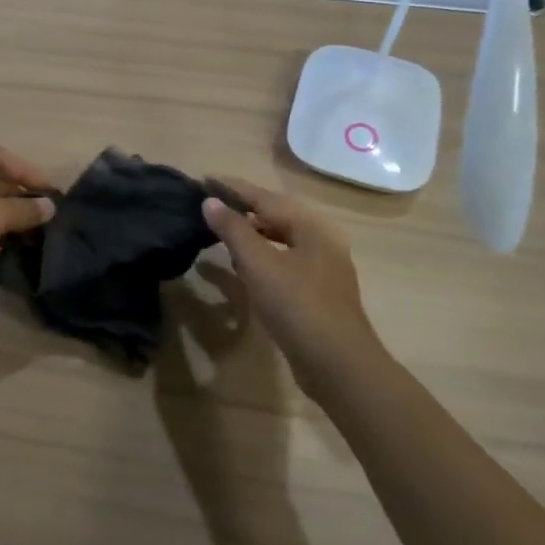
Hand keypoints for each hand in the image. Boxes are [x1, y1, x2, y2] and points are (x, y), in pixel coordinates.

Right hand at [201, 177, 383, 399]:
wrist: (338, 365)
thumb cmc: (297, 305)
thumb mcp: (259, 264)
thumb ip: (234, 230)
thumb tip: (210, 202)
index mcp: (312, 227)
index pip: (265, 198)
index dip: (234, 188)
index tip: (206, 179)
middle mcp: (322, 241)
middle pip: (277, 216)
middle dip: (244, 208)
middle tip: (212, 203)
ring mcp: (323, 269)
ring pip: (282, 240)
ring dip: (252, 233)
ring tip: (223, 231)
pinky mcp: (319, 294)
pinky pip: (285, 262)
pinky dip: (262, 256)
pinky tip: (245, 267)